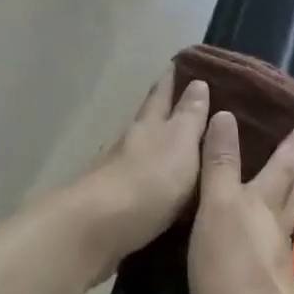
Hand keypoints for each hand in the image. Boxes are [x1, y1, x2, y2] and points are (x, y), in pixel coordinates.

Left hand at [70, 69, 209, 279]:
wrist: (96, 230)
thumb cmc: (148, 182)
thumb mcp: (179, 144)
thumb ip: (189, 117)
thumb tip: (198, 83)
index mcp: (149, 125)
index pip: (162, 95)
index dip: (171, 80)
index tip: (179, 63)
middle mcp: (131, 143)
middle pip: (147, 119)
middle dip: (162, 108)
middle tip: (181, 98)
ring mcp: (117, 174)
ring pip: (140, 150)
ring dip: (155, 145)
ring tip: (176, 145)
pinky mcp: (112, 205)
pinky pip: (136, 183)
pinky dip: (149, 179)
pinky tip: (158, 187)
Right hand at [188, 112, 293, 293]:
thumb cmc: (231, 263)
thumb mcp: (218, 204)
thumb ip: (220, 163)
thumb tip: (225, 115)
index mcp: (264, 202)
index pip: (281, 166)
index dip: (290, 146)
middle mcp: (275, 228)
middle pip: (290, 195)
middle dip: (293, 175)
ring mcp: (275, 262)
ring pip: (285, 224)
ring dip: (288, 206)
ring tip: (287, 196)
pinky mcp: (268, 291)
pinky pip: (272, 253)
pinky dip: (271, 240)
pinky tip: (263, 247)